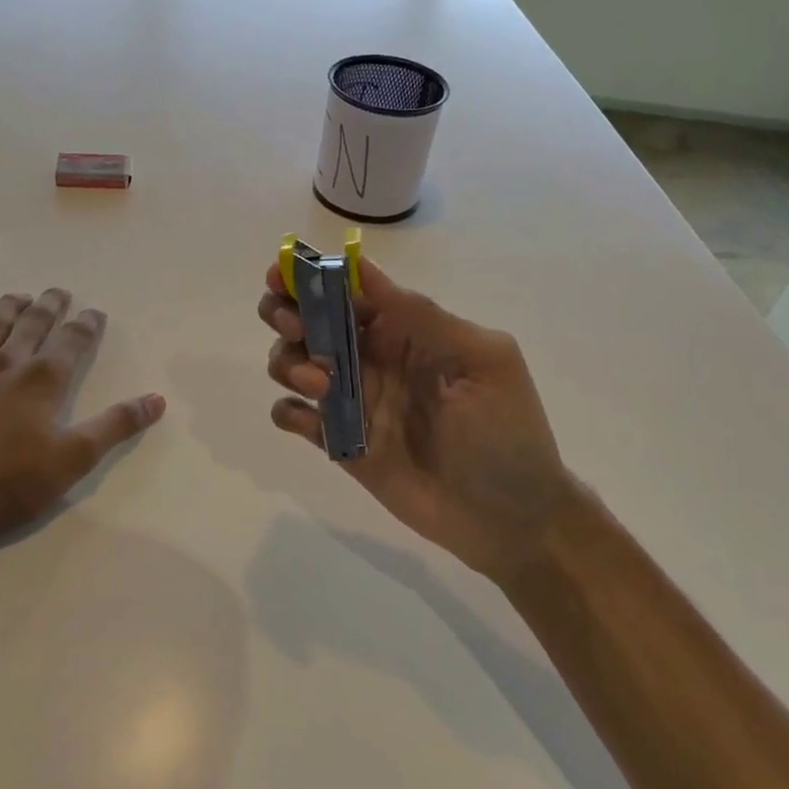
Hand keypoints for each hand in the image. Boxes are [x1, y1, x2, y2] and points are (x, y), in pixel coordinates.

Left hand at [0, 289, 165, 556]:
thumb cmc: (10, 479)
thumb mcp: (74, 458)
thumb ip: (116, 425)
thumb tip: (156, 400)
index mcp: (43, 378)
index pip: (72, 340)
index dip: (86, 324)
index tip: (95, 312)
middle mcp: (7, 364)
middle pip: (31, 324)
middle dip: (48, 306)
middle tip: (58, 292)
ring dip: (7, 309)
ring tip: (17, 297)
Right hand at [258, 260, 582, 580]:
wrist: (509, 519)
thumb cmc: (506, 432)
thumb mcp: (481, 360)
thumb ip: (423, 317)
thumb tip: (363, 268)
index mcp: (406, 331)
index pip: (350, 292)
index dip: (310, 277)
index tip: (279, 275)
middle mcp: (372, 359)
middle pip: (310, 321)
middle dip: (287, 314)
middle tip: (295, 329)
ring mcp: (353, 402)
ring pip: (293, 363)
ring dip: (288, 361)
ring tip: (319, 383)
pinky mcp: (340, 444)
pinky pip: (294, 417)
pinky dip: (287, 411)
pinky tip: (309, 420)